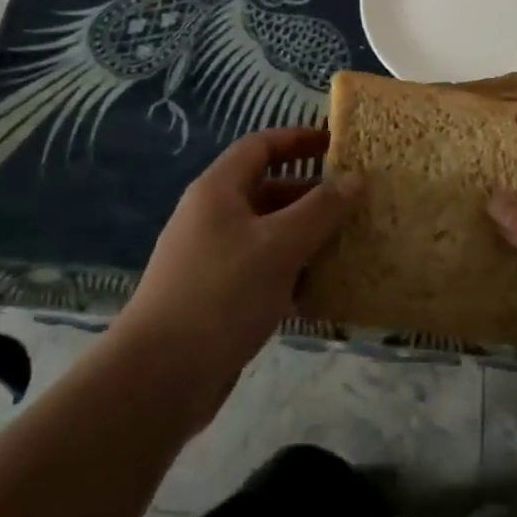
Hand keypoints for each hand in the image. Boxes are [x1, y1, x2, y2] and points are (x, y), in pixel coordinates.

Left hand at [116, 127, 358, 425]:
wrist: (159, 377)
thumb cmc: (221, 294)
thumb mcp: (279, 245)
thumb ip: (321, 209)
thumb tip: (356, 178)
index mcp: (218, 190)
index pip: (261, 145)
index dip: (299, 139)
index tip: (338, 145)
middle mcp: (212, 216)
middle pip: (267, 189)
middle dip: (311, 193)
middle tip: (355, 202)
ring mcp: (213, 257)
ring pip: (268, 233)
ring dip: (306, 235)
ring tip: (349, 243)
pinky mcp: (217, 296)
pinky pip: (262, 269)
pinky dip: (291, 271)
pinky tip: (322, 287)